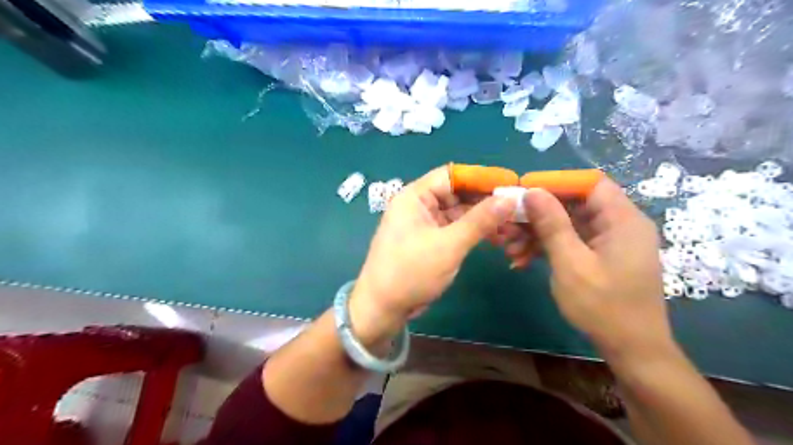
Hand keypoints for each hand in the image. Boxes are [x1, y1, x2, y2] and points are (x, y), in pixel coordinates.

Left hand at [348, 166, 510, 343]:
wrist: (382, 308)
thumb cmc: (410, 272)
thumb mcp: (448, 245)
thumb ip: (480, 220)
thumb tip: (510, 199)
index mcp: (415, 197)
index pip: (452, 175)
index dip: (481, 178)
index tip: (510, 184)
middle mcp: (419, 205)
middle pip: (458, 193)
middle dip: (486, 202)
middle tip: (517, 209)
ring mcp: (424, 223)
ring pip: (459, 212)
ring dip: (483, 219)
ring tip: (512, 227)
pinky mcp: (430, 240)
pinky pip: (456, 228)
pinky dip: (474, 232)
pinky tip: (496, 238)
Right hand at [524, 177, 670, 360]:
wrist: (631, 350)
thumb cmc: (603, 307)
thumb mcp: (571, 263)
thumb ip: (552, 224)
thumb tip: (533, 191)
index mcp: (622, 220)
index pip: (589, 184)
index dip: (556, 183)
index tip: (524, 192)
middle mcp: (618, 224)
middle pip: (573, 204)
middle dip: (538, 214)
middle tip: (508, 225)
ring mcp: (609, 241)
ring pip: (567, 224)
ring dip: (537, 234)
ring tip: (509, 248)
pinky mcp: (600, 256)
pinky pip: (570, 241)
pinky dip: (547, 247)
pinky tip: (522, 259)